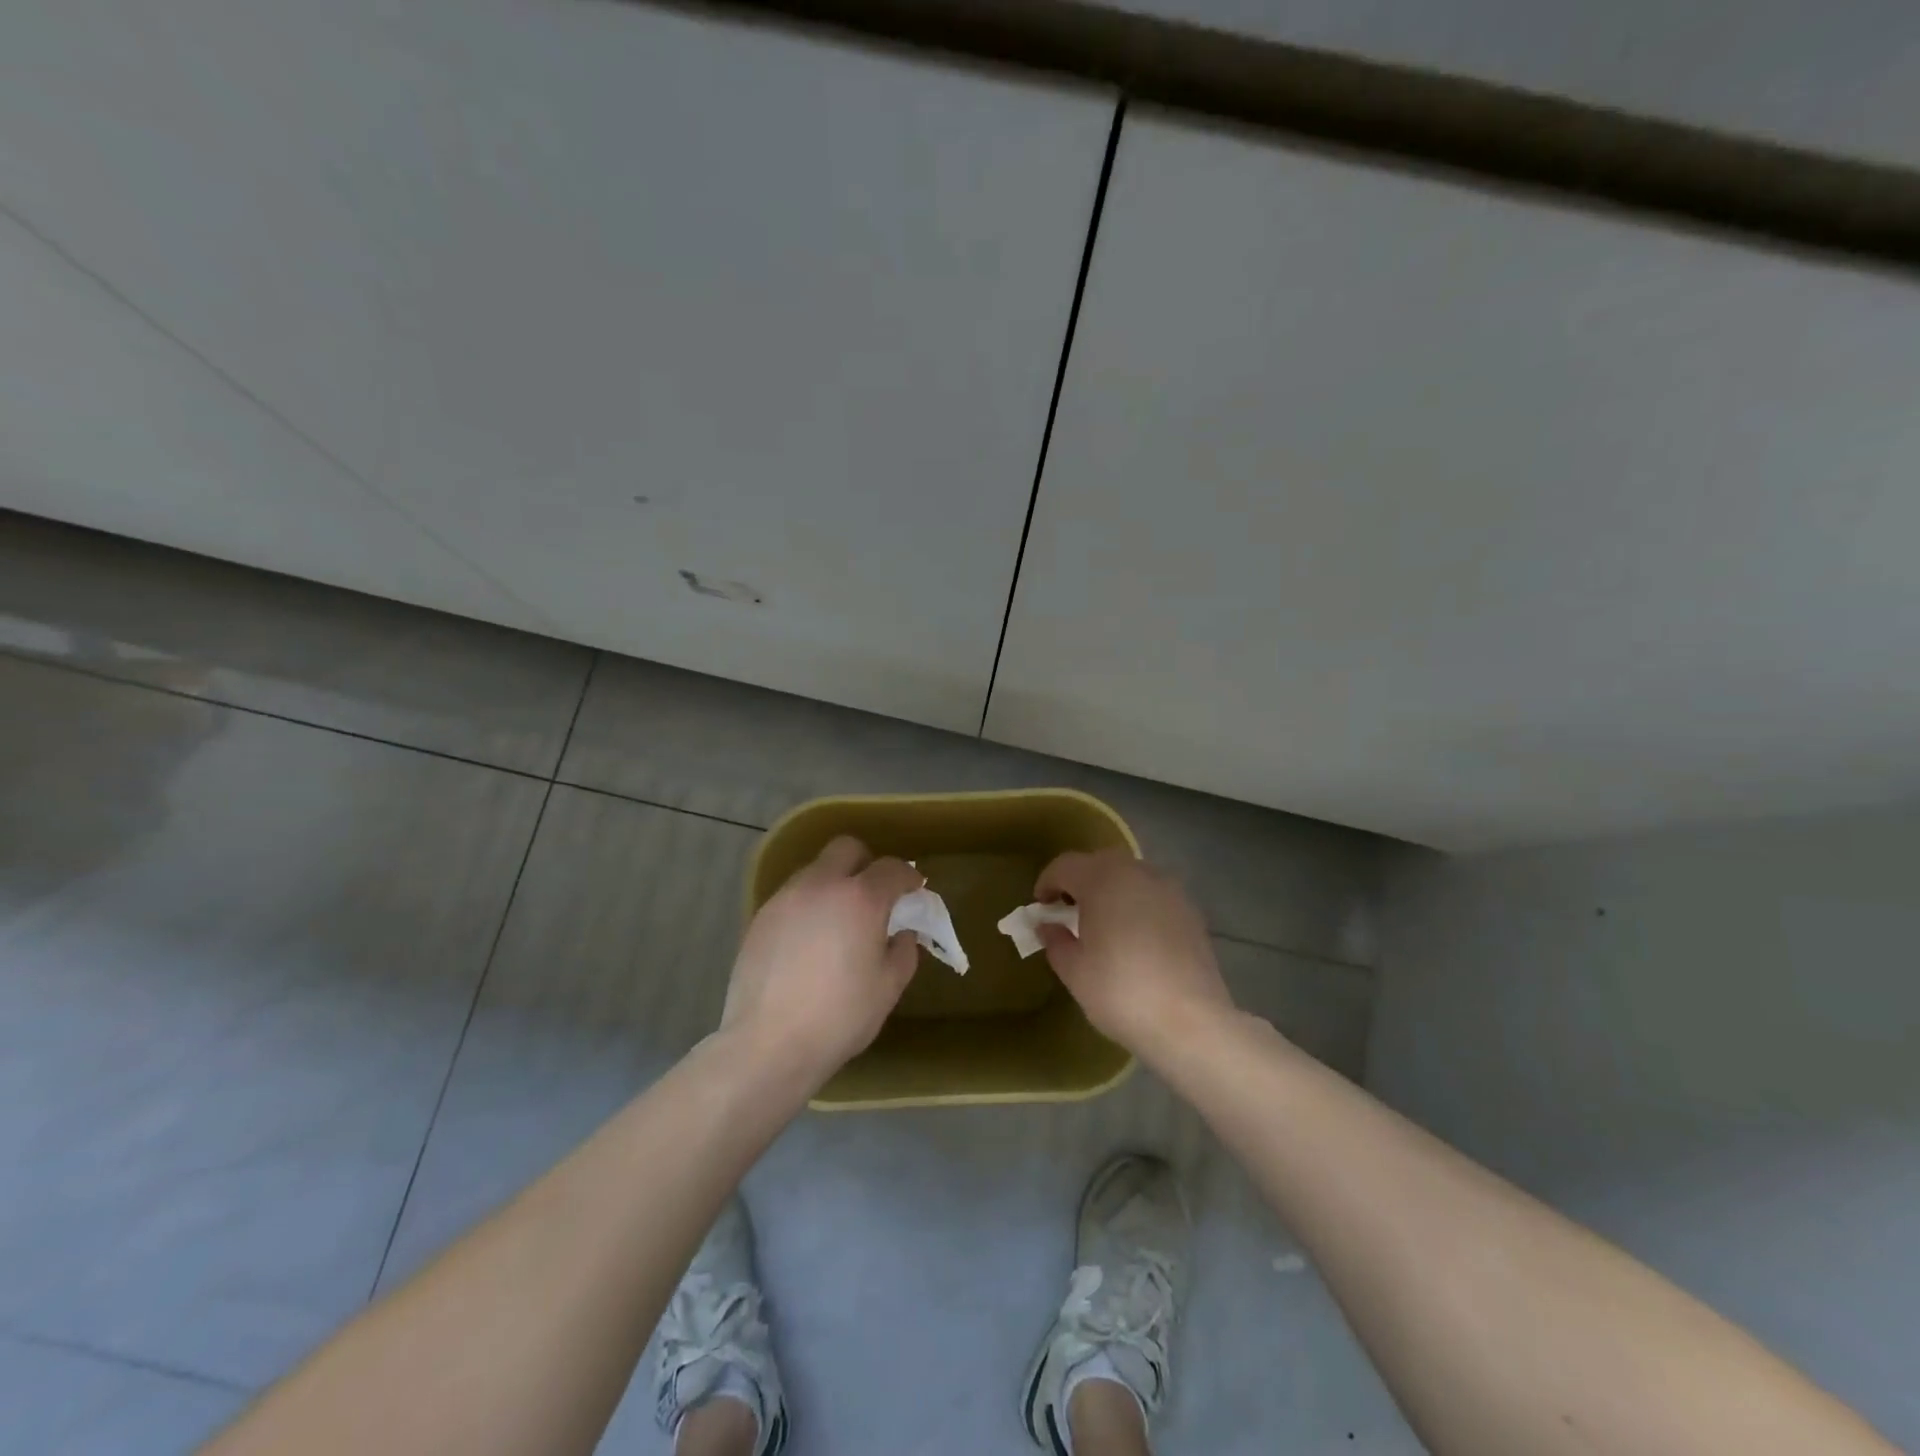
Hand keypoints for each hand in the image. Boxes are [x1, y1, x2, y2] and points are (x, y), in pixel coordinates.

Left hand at [721, 835, 922, 1088]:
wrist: (768, 1044)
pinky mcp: (760, 917)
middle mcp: (821, 885)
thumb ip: (903, 951)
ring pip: (816, 870)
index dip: (908, 877)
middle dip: (866, 864)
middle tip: (873, 896)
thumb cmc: (839, 1017)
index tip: (914, 890)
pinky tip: (808, 942)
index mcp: (860, 899)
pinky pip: (793, 897)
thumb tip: (901, 933)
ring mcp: (786, 898)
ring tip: (837, 922)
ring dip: (834, 884)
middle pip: (847, 849)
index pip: (892, 868)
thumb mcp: (888, 988)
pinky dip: (808, 906)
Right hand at [1034, 849, 1235, 1058]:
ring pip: (1130, 876)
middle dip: (1080, 881)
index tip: (1040, 906)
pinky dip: (1137, 904)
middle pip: (1100, 863)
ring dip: (1111, 890)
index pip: (1065, 865)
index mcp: (1102, 879)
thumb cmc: (1120, 991)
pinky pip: (1153, 895)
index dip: (1047, 882)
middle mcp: (1137, 872)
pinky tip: (1135, 936)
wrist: (1191, 1022)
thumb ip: (1055, 941)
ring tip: (1103, 923)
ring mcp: (1169, 889)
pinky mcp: (1190, 910)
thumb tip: (1049, 926)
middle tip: (1068, 911)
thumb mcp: (1074, 971)